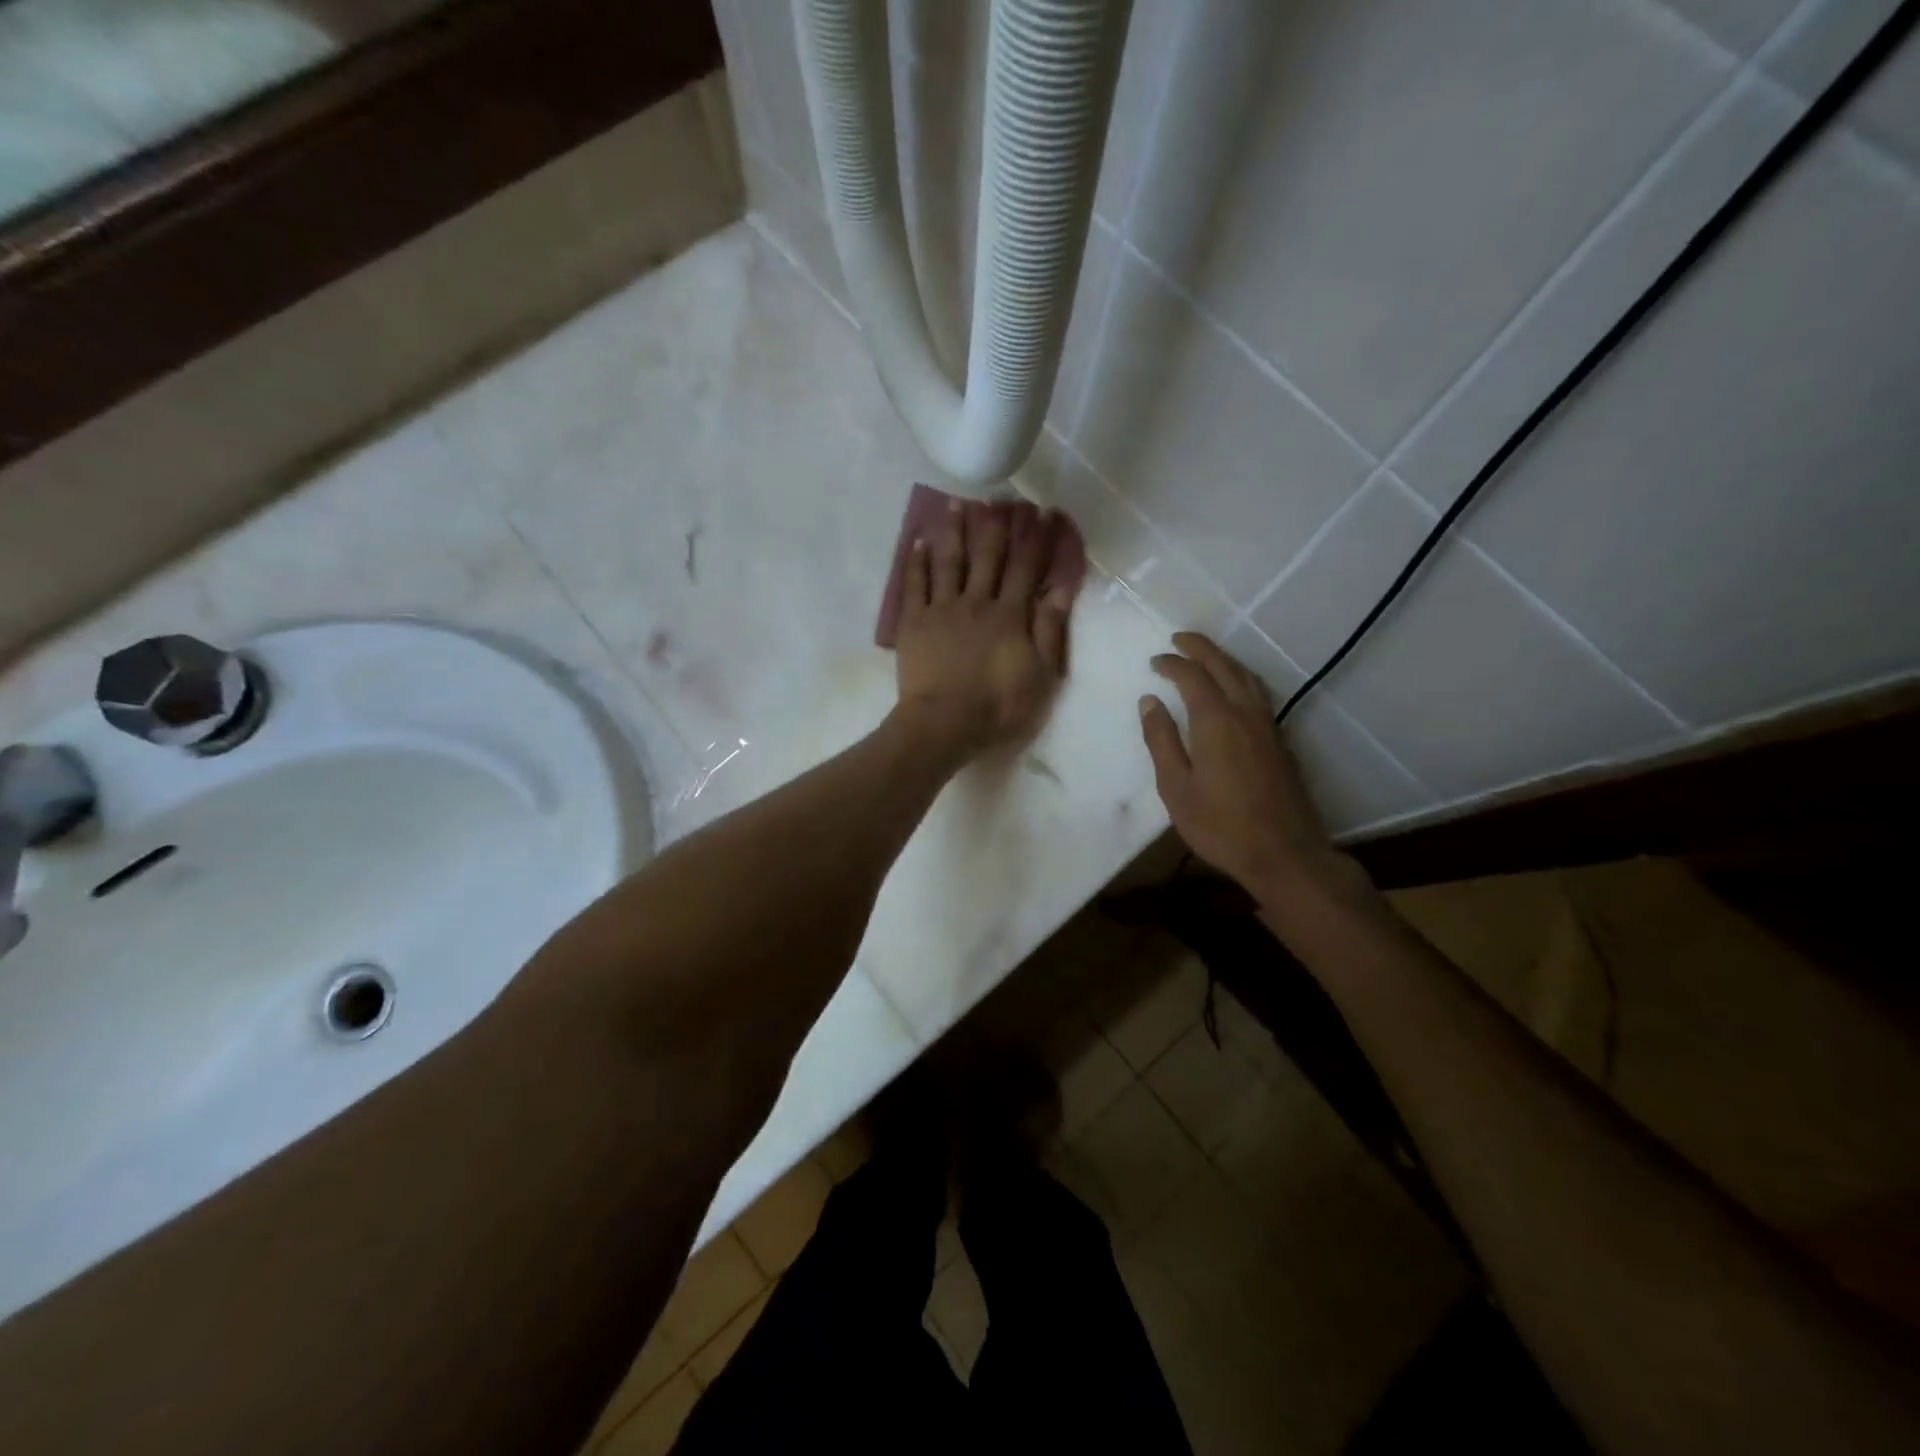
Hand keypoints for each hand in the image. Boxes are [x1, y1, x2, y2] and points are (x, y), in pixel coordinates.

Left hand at [895, 497, 1071, 758]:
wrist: (944, 724)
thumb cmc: (998, 706)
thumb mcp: (1040, 676)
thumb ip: (1050, 630)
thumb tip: (1061, 589)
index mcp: (1010, 615)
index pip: (1027, 568)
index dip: (1036, 539)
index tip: (1043, 512)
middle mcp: (977, 602)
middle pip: (988, 556)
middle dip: (996, 524)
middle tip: (1000, 496)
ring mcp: (942, 609)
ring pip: (950, 561)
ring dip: (955, 531)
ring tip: (957, 503)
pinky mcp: (914, 622)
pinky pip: (915, 584)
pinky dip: (916, 561)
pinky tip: (918, 540)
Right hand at [1139, 633, 1345, 897]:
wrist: (1284, 853)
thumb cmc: (1220, 825)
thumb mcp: (1176, 787)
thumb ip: (1161, 741)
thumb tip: (1149, 702)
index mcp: (1216, 721)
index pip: (1192, 676)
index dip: (1171, 664)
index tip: (1154, 662)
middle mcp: (1245, 713)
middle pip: (1224, 666)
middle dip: (1200, 648)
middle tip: (1179, 639)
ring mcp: (1268, 726)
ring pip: (1247, 677)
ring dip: (1224, 660)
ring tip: (1206, 656)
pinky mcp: (1280, 741)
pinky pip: (1258, 694)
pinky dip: (1240, 678)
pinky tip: (1234, 690)